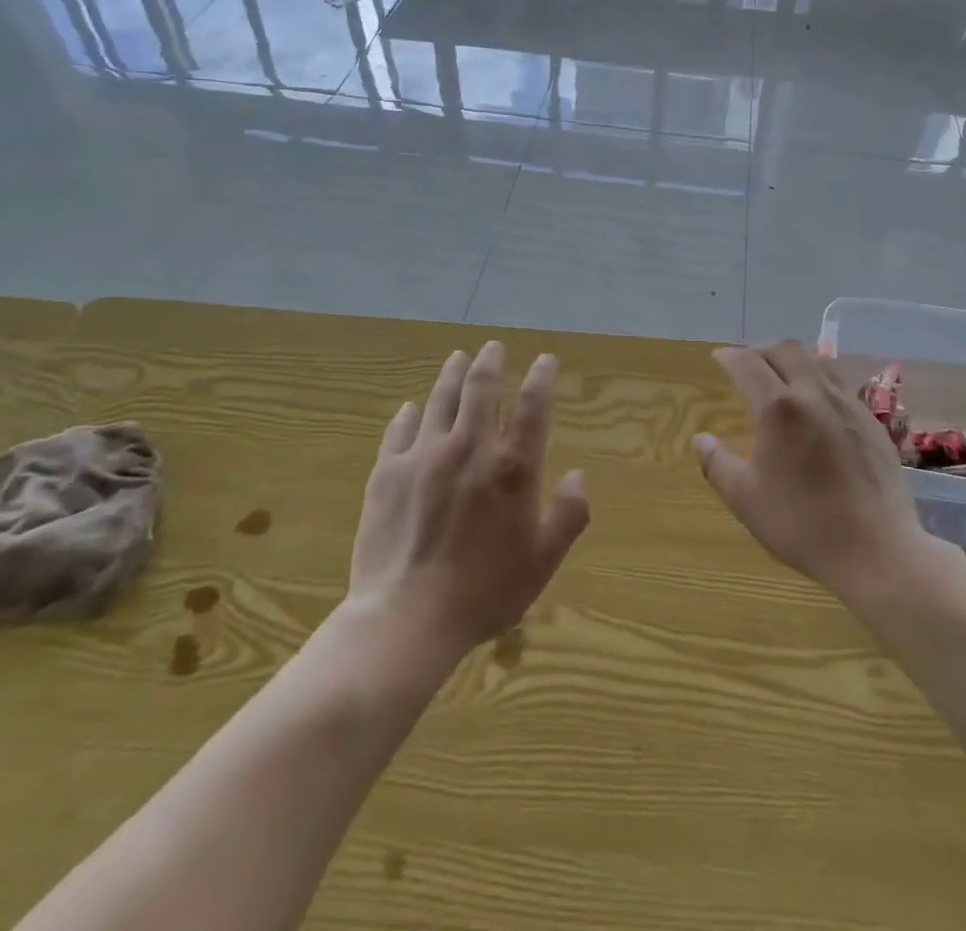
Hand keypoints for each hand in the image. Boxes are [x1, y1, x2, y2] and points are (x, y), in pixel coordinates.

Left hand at [349, 341, 589, 654]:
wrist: (406, 618)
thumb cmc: (484, 593)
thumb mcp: (541, 562)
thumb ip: (567, 516)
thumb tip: (578, 476)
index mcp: (512, 468)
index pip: (533, 406)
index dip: (542, 376)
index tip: (545, 359)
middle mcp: (470, 448)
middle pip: (481, 389)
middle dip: (490, 362)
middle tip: (492, 347)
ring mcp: (424, 456)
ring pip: (440, 400)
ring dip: (452, 374)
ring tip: (458, 357)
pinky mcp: (387, 472)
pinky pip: (399, 430)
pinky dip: (408, 414)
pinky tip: (410, 407)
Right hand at [695, 341, 932, 603]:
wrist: (878, 551)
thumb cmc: (803, 525)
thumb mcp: (746, 499)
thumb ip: (718, 464)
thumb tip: (701, 439)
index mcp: (779, 408)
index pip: (748, 364)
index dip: (729, 357)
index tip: (718, 358)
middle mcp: (814, 394)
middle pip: (785, 350)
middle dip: (760, 350)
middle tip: (746, 364)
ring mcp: (848, 404)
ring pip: (817, 361)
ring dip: (792, 359)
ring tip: (780, 377)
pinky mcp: (872, 421)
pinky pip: (839, 383)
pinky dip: (818, 380)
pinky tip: (815, 406)